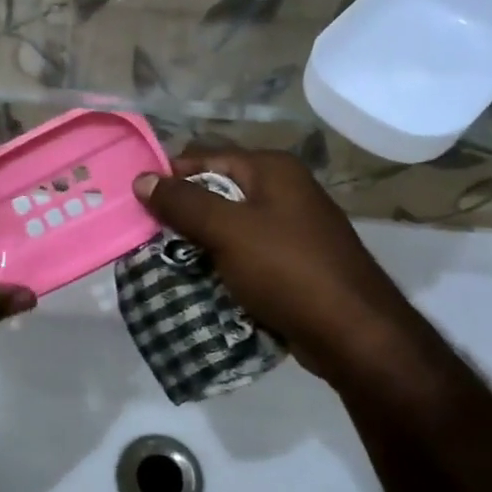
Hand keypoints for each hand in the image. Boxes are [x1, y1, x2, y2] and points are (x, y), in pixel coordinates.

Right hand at [133, 146, 425, 381]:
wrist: (355, 334)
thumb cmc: (288, 270)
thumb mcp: (227, 231)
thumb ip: (183, 203)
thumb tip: (142, 179)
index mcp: (272, 169)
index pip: (206, 157)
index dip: (171, 175)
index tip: (137, 202)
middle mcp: (284, 190)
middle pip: (217, 191)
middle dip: (183, 212)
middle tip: (145, 235)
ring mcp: (293, 228)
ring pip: (230, 226)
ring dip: (199, 242)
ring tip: (163, 261)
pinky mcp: (294, 263)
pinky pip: (246, 254)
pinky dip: (222, 264)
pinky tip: (199, 282)